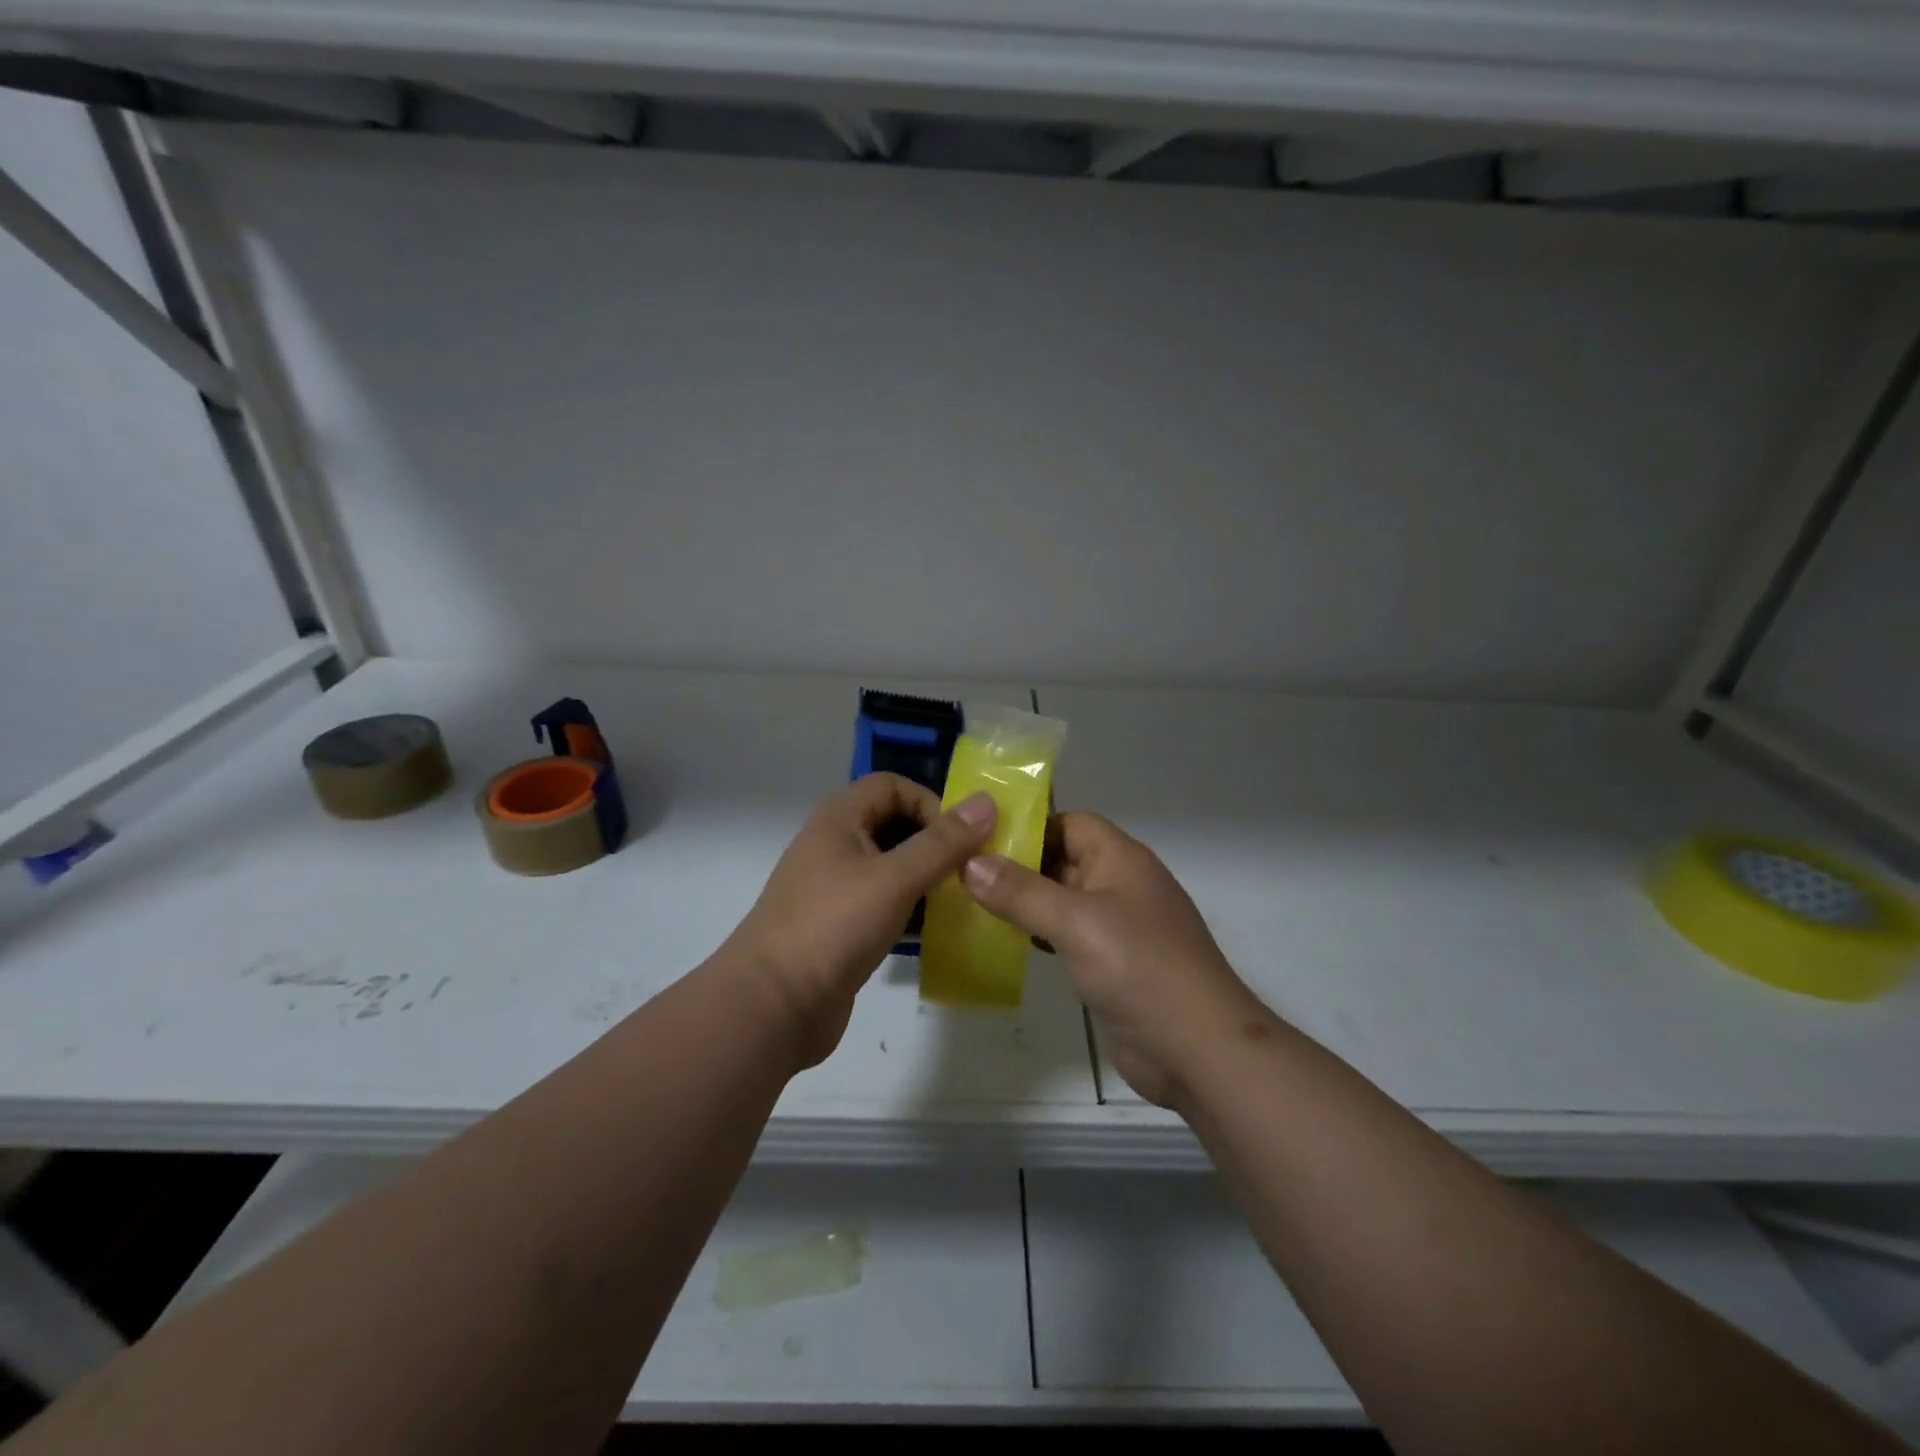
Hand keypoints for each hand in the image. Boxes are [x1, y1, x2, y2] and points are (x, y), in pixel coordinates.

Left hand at [721, 774, 996, 1069]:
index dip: (929, 802)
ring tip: (960, 901)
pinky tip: (935, 931)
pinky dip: (911, 909)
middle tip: (969, 870)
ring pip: (891, 867)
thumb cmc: (833, 927)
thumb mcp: (894, 879)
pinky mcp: (840, 926)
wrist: (772, 1006)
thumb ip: (942, 843)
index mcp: (839, 819)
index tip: (960, 840)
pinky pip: (884, 903)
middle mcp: (834, 845)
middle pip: (894, 824)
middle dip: (934, 842)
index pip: (892, 786)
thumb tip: (987, 802)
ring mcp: (835, 888)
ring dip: (927, 878)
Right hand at [962, 812, 1268, 1106]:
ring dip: (1027, 902)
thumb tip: (970, 863)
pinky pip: (1070, 937)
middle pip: (1065, 860)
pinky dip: (1041, 935)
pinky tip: (1009, 944)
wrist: (1198, 1049)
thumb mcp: (1075, 922)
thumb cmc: (1139, 968)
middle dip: (1020, 865)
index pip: (1071, 823)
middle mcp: (1122, 886)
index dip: (1030, 826)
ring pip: (1064, 901)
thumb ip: (1021, 892)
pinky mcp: (1114, 966)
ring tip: (974, 905)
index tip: (981, 841)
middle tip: (965, 874)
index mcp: (1122, 859)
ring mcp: (1120, 928)